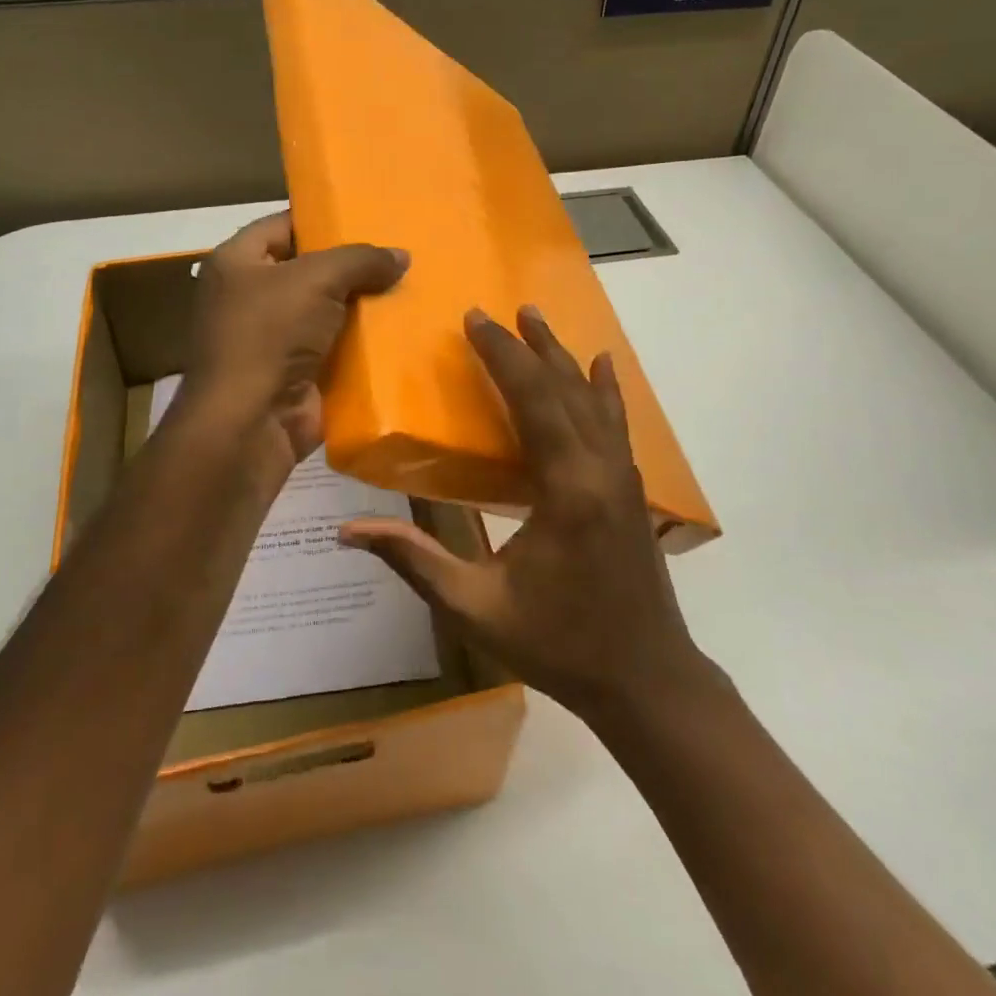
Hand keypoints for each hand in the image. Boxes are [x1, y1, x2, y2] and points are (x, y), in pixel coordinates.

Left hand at [180, 212, 407, 468]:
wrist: (251, 422)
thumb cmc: (269, 333)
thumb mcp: (316, 279)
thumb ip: (360, 260)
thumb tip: (402, 256)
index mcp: (236, 263)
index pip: (282, 226)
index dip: (321, 219)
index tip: (366, 217)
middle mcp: (248, 298)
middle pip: (308, 270)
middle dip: (350, 266)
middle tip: (397, 254)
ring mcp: (272, 340)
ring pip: (326, 312)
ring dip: (361, 307)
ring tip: (409, 287)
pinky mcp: (296, 374)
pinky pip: (335, 349)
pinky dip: (362, 344)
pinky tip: (400, 330)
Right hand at [340, 305, 709, 723]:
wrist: (647, 683)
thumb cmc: (558, 646)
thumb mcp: (476, 607)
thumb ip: (413, 560)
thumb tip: (349, 530)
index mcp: (566, 488)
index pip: (532, 399)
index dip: (502, 355)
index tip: (474, 319)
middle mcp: (601, 468)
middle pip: (563, 388)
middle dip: (528, 346)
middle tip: (497, 312)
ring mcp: (624, 476)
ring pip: (593, 398)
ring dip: (563, 356)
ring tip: (538, 319)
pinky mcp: (631, 488)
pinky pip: (615, 423)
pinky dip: (604, 389)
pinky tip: (602, 366)